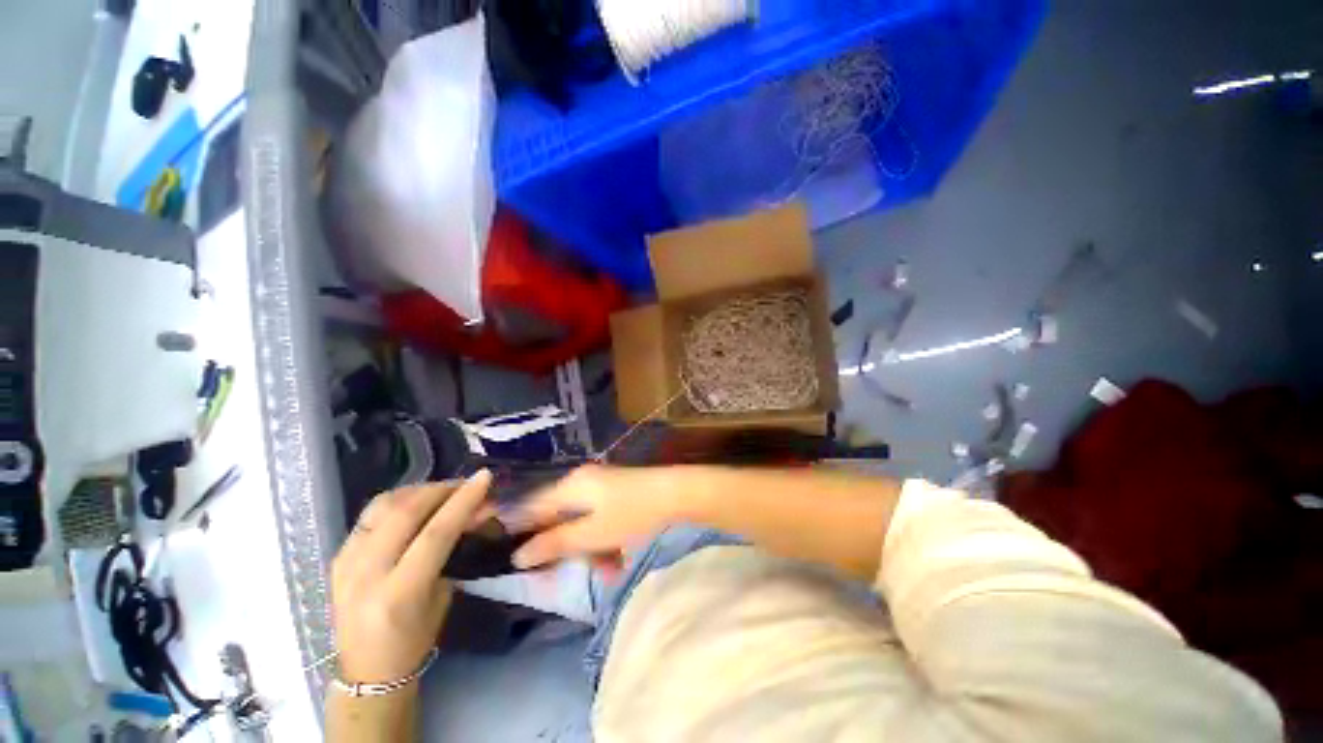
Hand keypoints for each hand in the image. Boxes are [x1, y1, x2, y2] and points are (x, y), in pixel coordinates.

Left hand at [331, 470, 493, 683]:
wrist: (364, 671)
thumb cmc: (414, 641)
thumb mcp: (442, 597)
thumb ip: (453, 551)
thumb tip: (474, 513)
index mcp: (398, 595)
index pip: (434, 534)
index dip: (463, 501)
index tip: (485, 478)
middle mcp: (366, 575)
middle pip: (405, 512)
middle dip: (442, 489)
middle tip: (466, 484)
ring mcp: (346, 563)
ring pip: (384, 505)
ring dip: (419, 490)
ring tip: (442, 491)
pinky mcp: (337, 556)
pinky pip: (370, 514)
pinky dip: (399, 500)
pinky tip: (415, 503)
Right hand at [511, 466, 679, 569]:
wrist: (678, 494)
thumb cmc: (632, 515)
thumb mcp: (591, 535)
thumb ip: (554, 544)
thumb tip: (518, 555)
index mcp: (570, 486)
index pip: (532, 509)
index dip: (523, 535)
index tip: (520, 564)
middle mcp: (583, 481)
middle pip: (560, 519)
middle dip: (568, 548)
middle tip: (578, 570)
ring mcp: (603, 486)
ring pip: (583, 522)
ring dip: (591, 549)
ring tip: (610, 570)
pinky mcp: (619, 493)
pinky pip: (601, 519)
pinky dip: (606, 539)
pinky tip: (620, 559)